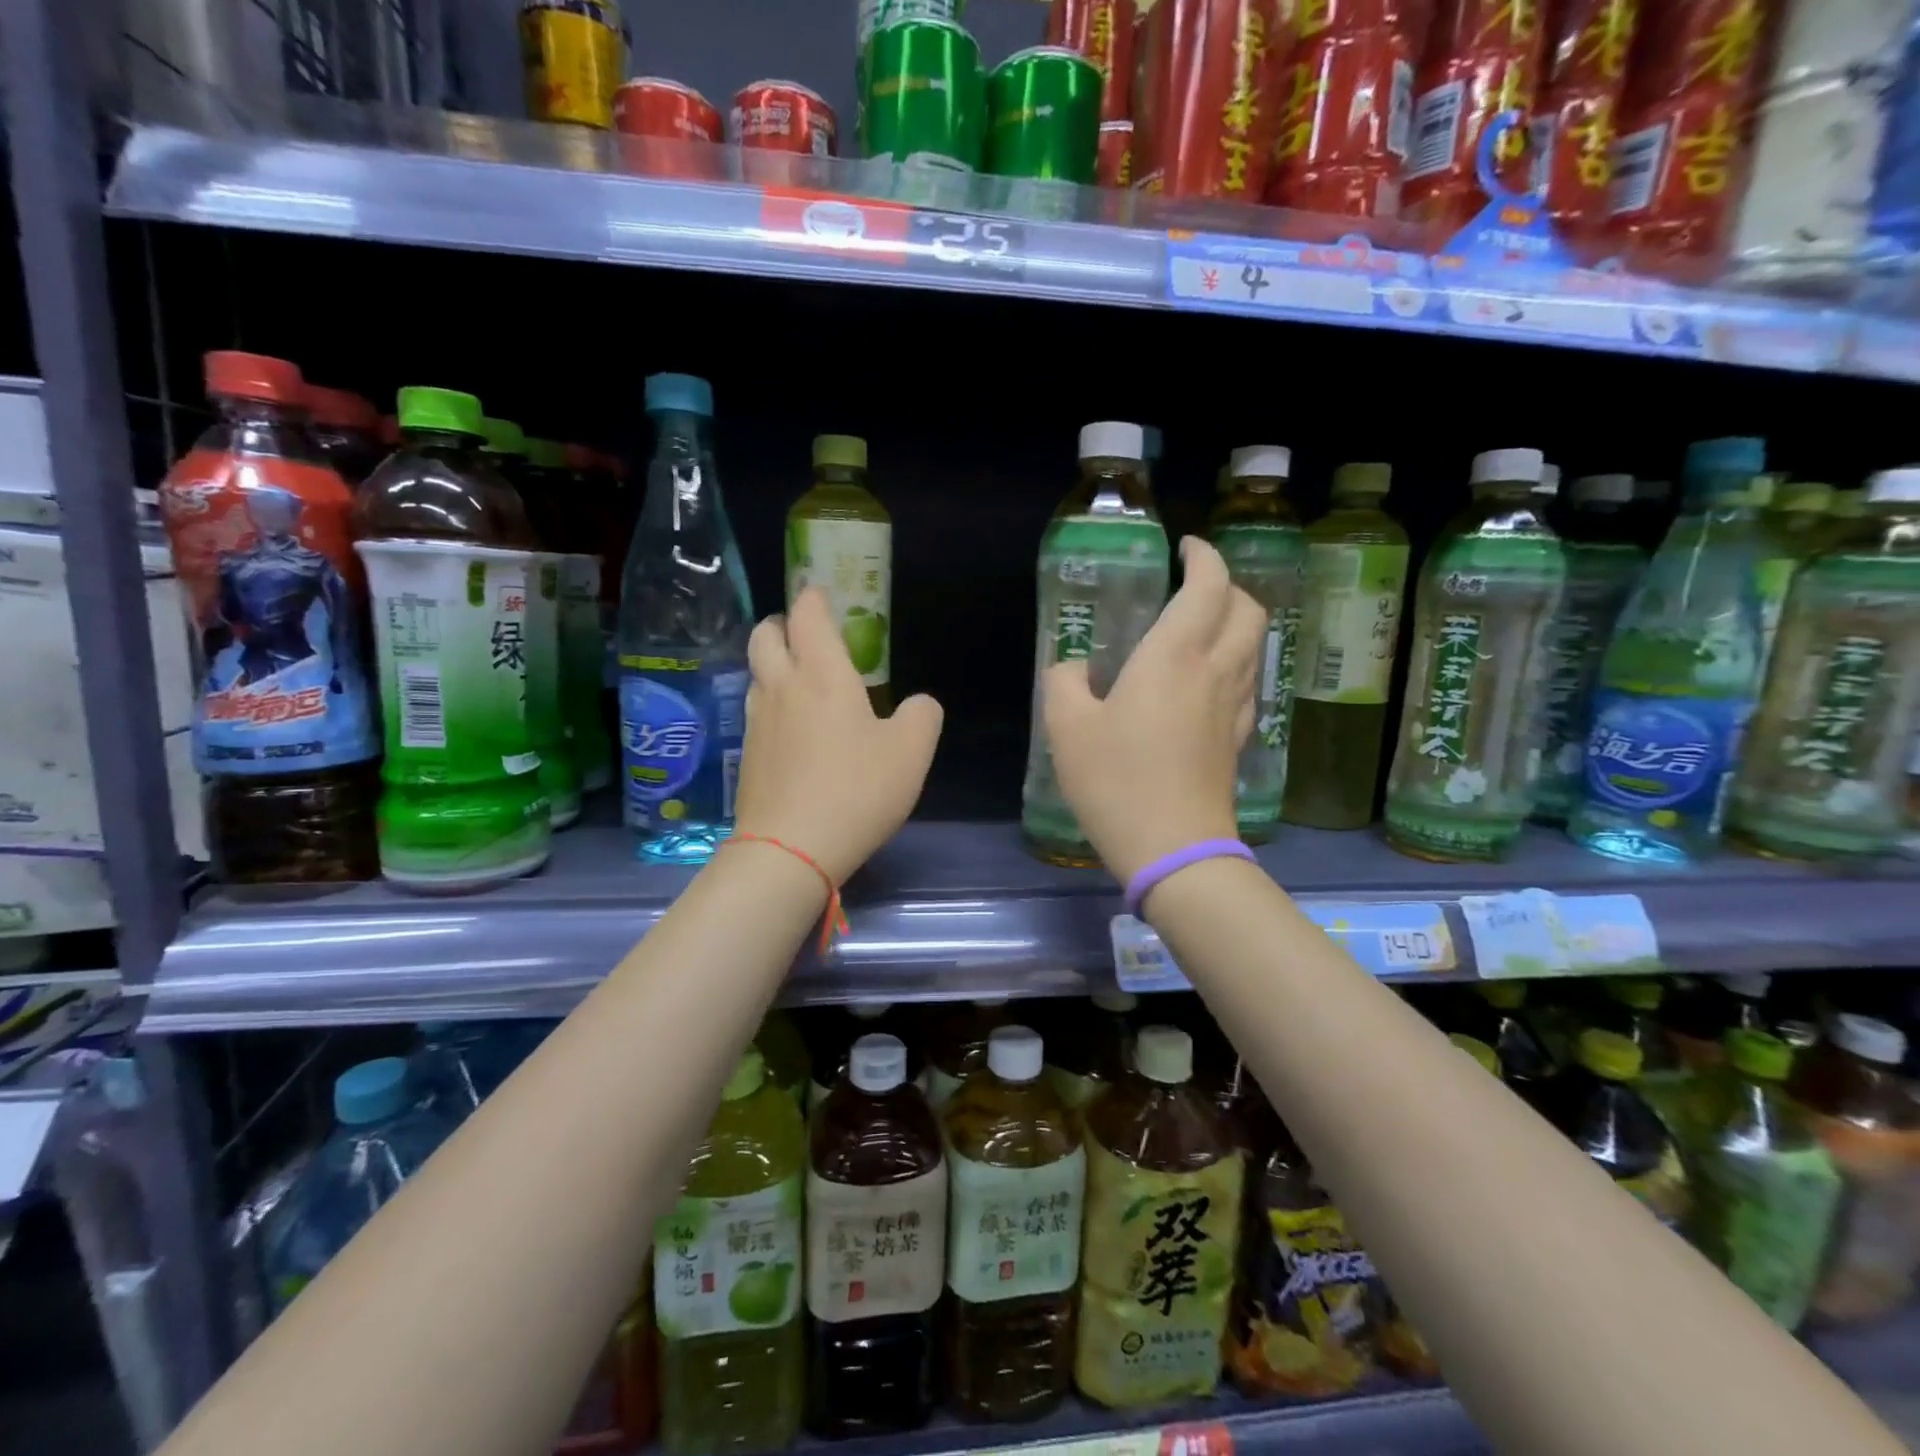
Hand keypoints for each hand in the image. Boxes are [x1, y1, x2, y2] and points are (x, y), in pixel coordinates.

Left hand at [734, 588, 942, 883]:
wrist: (789, 849)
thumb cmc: (857, 791)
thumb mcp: (912, 752)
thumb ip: (922, 715)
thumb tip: (917, 704)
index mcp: (823, 675)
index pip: (807, 616)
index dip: (814, 598)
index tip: (822, 593)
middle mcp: (783, 687)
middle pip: (766, 635)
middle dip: (783, 624)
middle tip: (807, 634)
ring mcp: (758, 722)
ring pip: (756, 672)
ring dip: (774, 662)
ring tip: (802, 679)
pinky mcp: (748, 754)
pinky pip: (757, 709)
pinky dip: (772, 700)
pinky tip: (794, 726)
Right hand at [1042, 537, 1264, 883]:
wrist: (1174, 850)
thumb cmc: (1116, 782)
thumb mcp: (1067, 728)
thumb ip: (1064, 682)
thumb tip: (1073, 668)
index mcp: (1173, 657)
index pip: (1208, 585)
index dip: (1203, 557)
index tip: (1186, 548)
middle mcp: (1214, 670)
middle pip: (1247, 608)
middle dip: (1227, 585)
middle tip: (1193, 588)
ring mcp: (1232, 706)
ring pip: (1254, 644)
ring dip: (1234, 622)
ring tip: (1198, 630)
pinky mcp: (1237, 738)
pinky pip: (1246, 681)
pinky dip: (1233, 662)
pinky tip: (1204, 682)